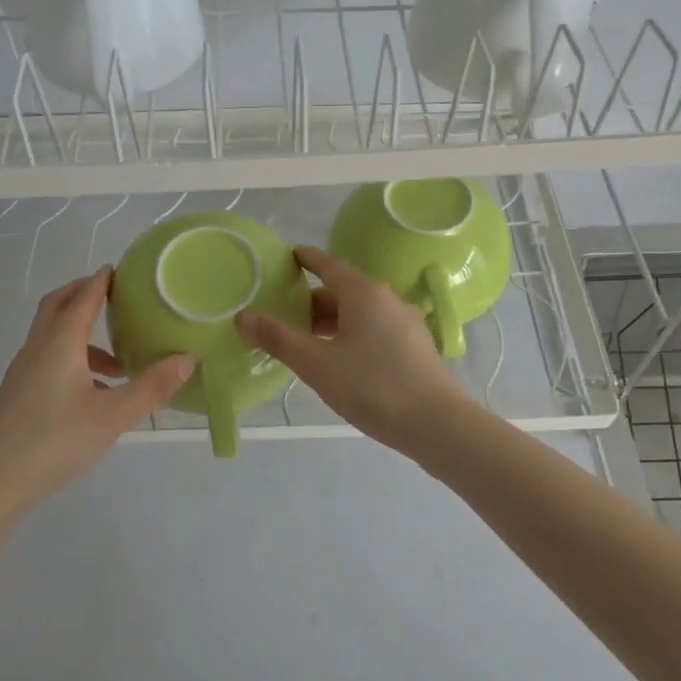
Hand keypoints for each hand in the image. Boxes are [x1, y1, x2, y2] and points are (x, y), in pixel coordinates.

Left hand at [0, 268, 191, 525]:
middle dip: (83, 294)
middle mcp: (38, 349)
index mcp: (59, 344)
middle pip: (57, 306)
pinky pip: (49, 359)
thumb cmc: (55, 442)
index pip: (82, 299)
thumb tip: (187, 359)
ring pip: (52, 336)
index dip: (100, 282)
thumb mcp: (113, 416)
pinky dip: (74, 359)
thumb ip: (151, 387)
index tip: (118, 269)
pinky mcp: (19, 394)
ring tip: (119, 360)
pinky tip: (96, 392)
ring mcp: (24, 372)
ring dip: (82, 334)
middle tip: (113, 295)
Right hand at [237, 246, 470, 454]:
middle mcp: (387, 299)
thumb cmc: (372, 386)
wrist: (436, 424)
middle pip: (344, 290)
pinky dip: (351, 335)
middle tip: (284, 314)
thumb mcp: (317, 364)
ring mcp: (406, 323)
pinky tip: (340, 360)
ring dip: (332, 321)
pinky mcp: (415, 347)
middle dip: (313, 300)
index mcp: (364, 293)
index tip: (288, 257)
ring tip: (306, 341)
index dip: (306, 259)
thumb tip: (244, 317)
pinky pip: (375, 329)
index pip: (329, 265)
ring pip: (360, 312)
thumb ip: (279, 339)